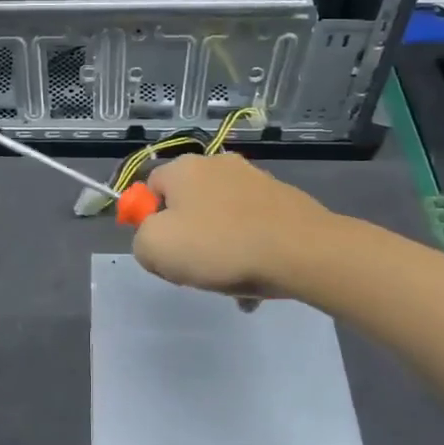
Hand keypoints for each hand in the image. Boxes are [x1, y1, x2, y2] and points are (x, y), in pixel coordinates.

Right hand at [133, 153, 332, 301]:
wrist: (302, 251)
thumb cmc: (219, 245)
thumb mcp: (155, 248)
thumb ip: (141, 242)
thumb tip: (154, 241)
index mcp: (183, 167)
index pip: (150, 189)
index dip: (149, 222)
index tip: (163, 251)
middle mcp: (218, 164)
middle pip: (187, 205)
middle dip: (188, 238)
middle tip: (194, 269)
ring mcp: (255, 180)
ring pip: (221, 220)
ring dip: (220, 249)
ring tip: (231, 280)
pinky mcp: (283, 200)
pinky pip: (252, 229)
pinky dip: (249, 251)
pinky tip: (257, 280)